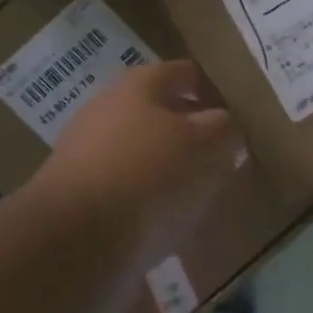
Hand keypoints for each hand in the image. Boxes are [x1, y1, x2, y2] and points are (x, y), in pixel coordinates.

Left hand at [29, 61, 246, 265]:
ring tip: (203, 191)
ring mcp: (89, 152)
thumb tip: (225, 124)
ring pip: (144, 150)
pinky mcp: (80, 194)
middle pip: (160, 112)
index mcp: (138, 86)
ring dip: (172, 165)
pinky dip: (150, 197)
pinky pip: (128, 186)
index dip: (213, 88)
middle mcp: (108, 110)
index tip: (239, 112)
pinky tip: (169, 220)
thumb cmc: (147, 175)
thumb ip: (222, 128)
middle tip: (225, 153)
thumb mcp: (203, 145)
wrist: (73, 239)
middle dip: (192, 130)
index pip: (184, 73)